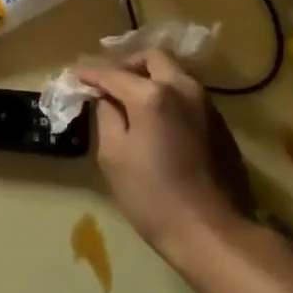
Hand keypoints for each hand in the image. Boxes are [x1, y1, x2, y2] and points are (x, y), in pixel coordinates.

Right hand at [75, 49, 245, 263]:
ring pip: (173, 74)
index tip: (72, 75)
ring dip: (149, 78)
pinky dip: (167, 95)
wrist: (214, 234)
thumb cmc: (154, 197)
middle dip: (125, 64)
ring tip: (129, 98)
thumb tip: (106, 99)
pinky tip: (155, 119)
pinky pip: (187, 95)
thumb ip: (106, 116)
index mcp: (152, 95)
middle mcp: (182, 89)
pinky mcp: (220, 124)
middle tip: (107, 81)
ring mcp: (206, 105)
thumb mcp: (113, 156)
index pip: (111, 73)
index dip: (88, 73)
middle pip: (151, 58)